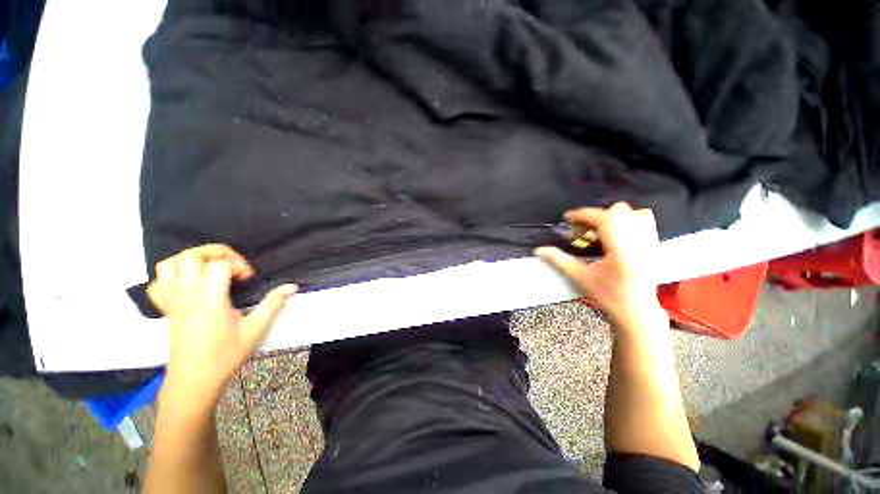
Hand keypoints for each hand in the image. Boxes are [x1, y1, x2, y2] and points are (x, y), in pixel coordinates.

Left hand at [147, 244, 296, 404]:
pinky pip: (159, 281)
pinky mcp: (165, 308)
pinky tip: (189, 282)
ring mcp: (172, 300)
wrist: (194, 380)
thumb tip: (292, 286)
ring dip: (193, 259)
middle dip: (217, 253)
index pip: (219, 265)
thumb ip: (273, 304)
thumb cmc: (226, 354)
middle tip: (233, 266)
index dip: (238, 265)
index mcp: (209, 300)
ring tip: (212, 268)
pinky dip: (172, 274)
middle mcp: (186, 295)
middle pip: (193, 256)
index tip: (248, 279)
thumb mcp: (255, 329)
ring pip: (171, 264)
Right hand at [535, 203, 663, 328]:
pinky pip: (645, 221)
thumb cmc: (608, 296)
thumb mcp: (580, 277)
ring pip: (635, 213)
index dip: (582, 214)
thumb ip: (559, 260)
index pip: (603, 219)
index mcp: (621, 250)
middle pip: (619, 211)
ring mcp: (650, 242)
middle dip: (596, 216)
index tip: (567, 218)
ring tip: (601, 231)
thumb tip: (539, 250)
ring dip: (614, 217)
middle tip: (583, 230)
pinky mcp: (655, 245)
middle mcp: (639, 241)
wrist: (637, 312)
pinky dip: (628, 221)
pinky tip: (616, 235)